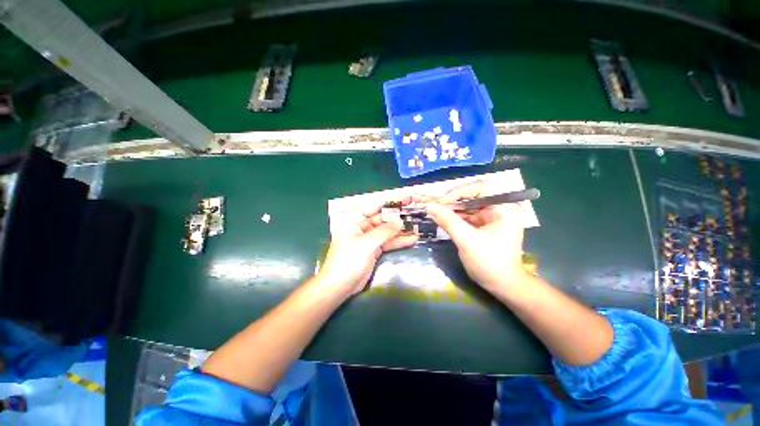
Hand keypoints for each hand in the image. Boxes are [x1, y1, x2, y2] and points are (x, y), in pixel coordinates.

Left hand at [318, 198, 418, 295]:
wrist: (339, 286)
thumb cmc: (348, 261)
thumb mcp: (366, 244)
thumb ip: (384, 231)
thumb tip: (400, 223)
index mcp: (353, 218)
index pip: (375, 205)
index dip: (391, 201)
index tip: (407, 198)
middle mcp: (360, 224)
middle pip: (382, 217)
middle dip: (398, 217)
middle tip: (415, 213)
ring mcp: (367, 237)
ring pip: (386, 230)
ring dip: (401, 230)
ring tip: (417, 227)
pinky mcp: (373, 248)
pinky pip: (387, 241)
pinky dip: (398, 241)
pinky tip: (411, 239)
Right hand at [417, 181, 528, 292]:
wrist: (501, 285)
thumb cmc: (490, 263)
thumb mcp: (468, 241)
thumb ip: (448, 221)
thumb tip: (429, 206)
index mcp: (504, 208)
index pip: (481, 188)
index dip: (460, 191)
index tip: (442, 201)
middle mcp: (497, 208)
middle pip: (470, 196)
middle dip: (448, 199)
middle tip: (428, 201)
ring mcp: (487, 216)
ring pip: (464, 205)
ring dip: (446, 206)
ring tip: (427, 204)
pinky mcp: (479, 224)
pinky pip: (462, 215)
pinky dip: (449, 215)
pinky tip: (436, 213)